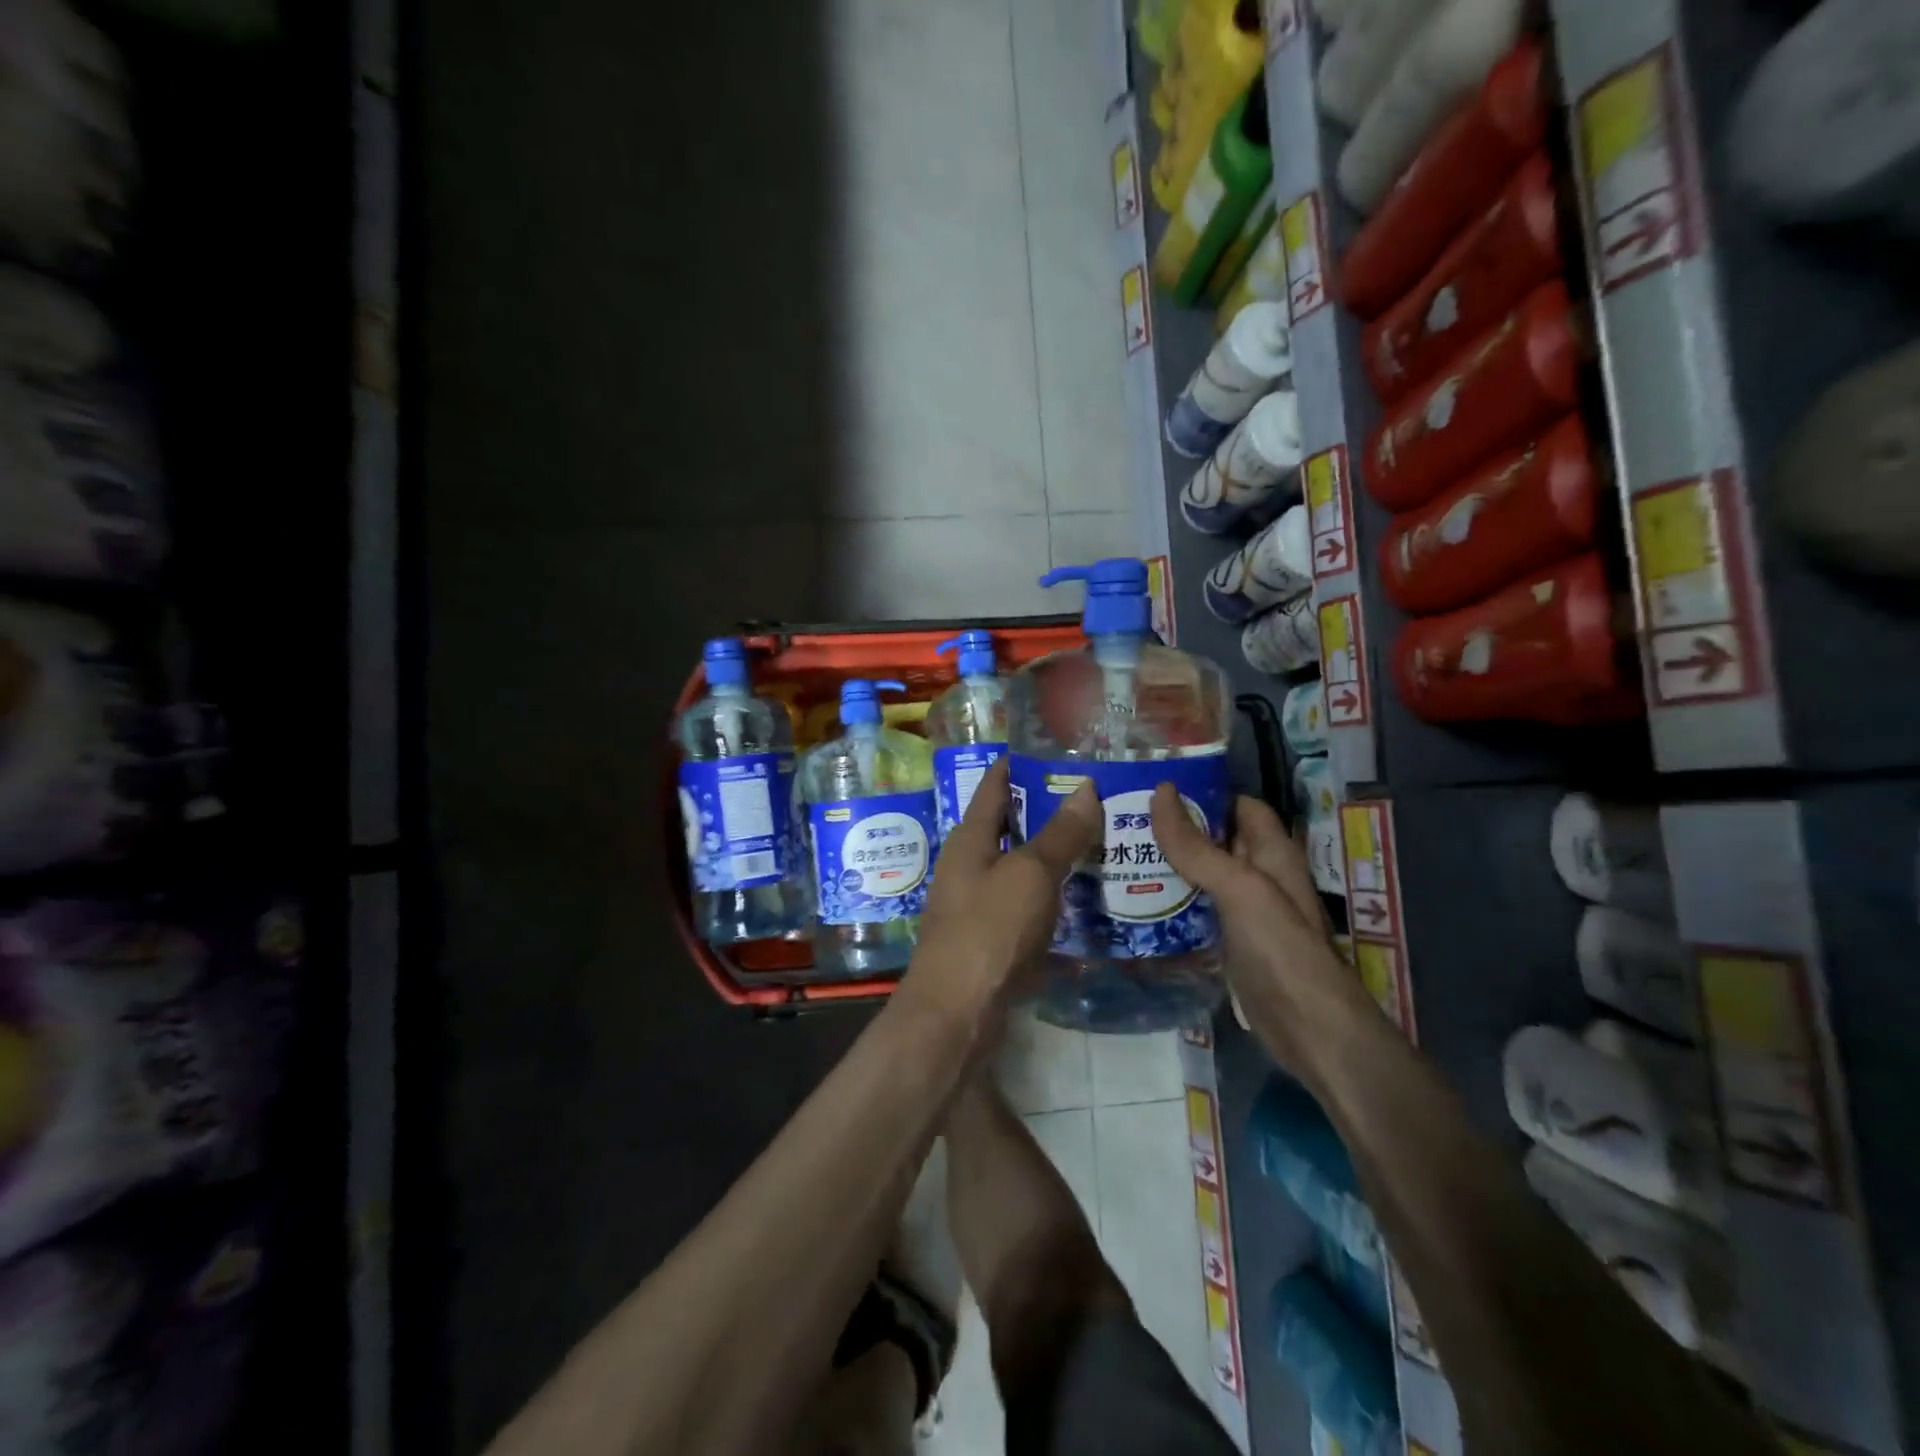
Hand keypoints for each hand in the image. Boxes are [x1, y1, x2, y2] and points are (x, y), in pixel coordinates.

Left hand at [904, 758, 1100, 1021]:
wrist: (957, 1013)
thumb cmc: (989, 931)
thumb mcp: (1030, 875)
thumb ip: (1059, 834)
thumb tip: (1086, 787)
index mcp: (970, 839)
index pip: (994, 786)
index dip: (1022, 765)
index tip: (1060, 752)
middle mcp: (969, 865)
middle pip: (1010, 826)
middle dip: (1049, 812)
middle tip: (1098, 798)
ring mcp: (978, 904)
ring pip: (1021, 867)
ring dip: (1055, 856)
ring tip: (1102, 842)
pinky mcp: (992, 939)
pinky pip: (1027, 905)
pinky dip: (1053, 897)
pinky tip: (1086, 898)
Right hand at [1151, 788, 1376, 1078]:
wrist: (1309, 1030)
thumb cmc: (1280, 949)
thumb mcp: (1239, 888)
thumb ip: (1197, 846)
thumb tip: (1161, 792)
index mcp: (1271, 853)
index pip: (1238, 805)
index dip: (1204, 793)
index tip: (1155, 787)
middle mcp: (1259, 876)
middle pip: (1216, 839)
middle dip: (1175, 828)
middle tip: (1123, 820)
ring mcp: (1244, 912)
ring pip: (1202, 876)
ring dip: (1168, 865)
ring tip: (1120, 853)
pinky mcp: (1229, 943)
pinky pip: (1196, 911)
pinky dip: (1171, 902)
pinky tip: (1137, 901)